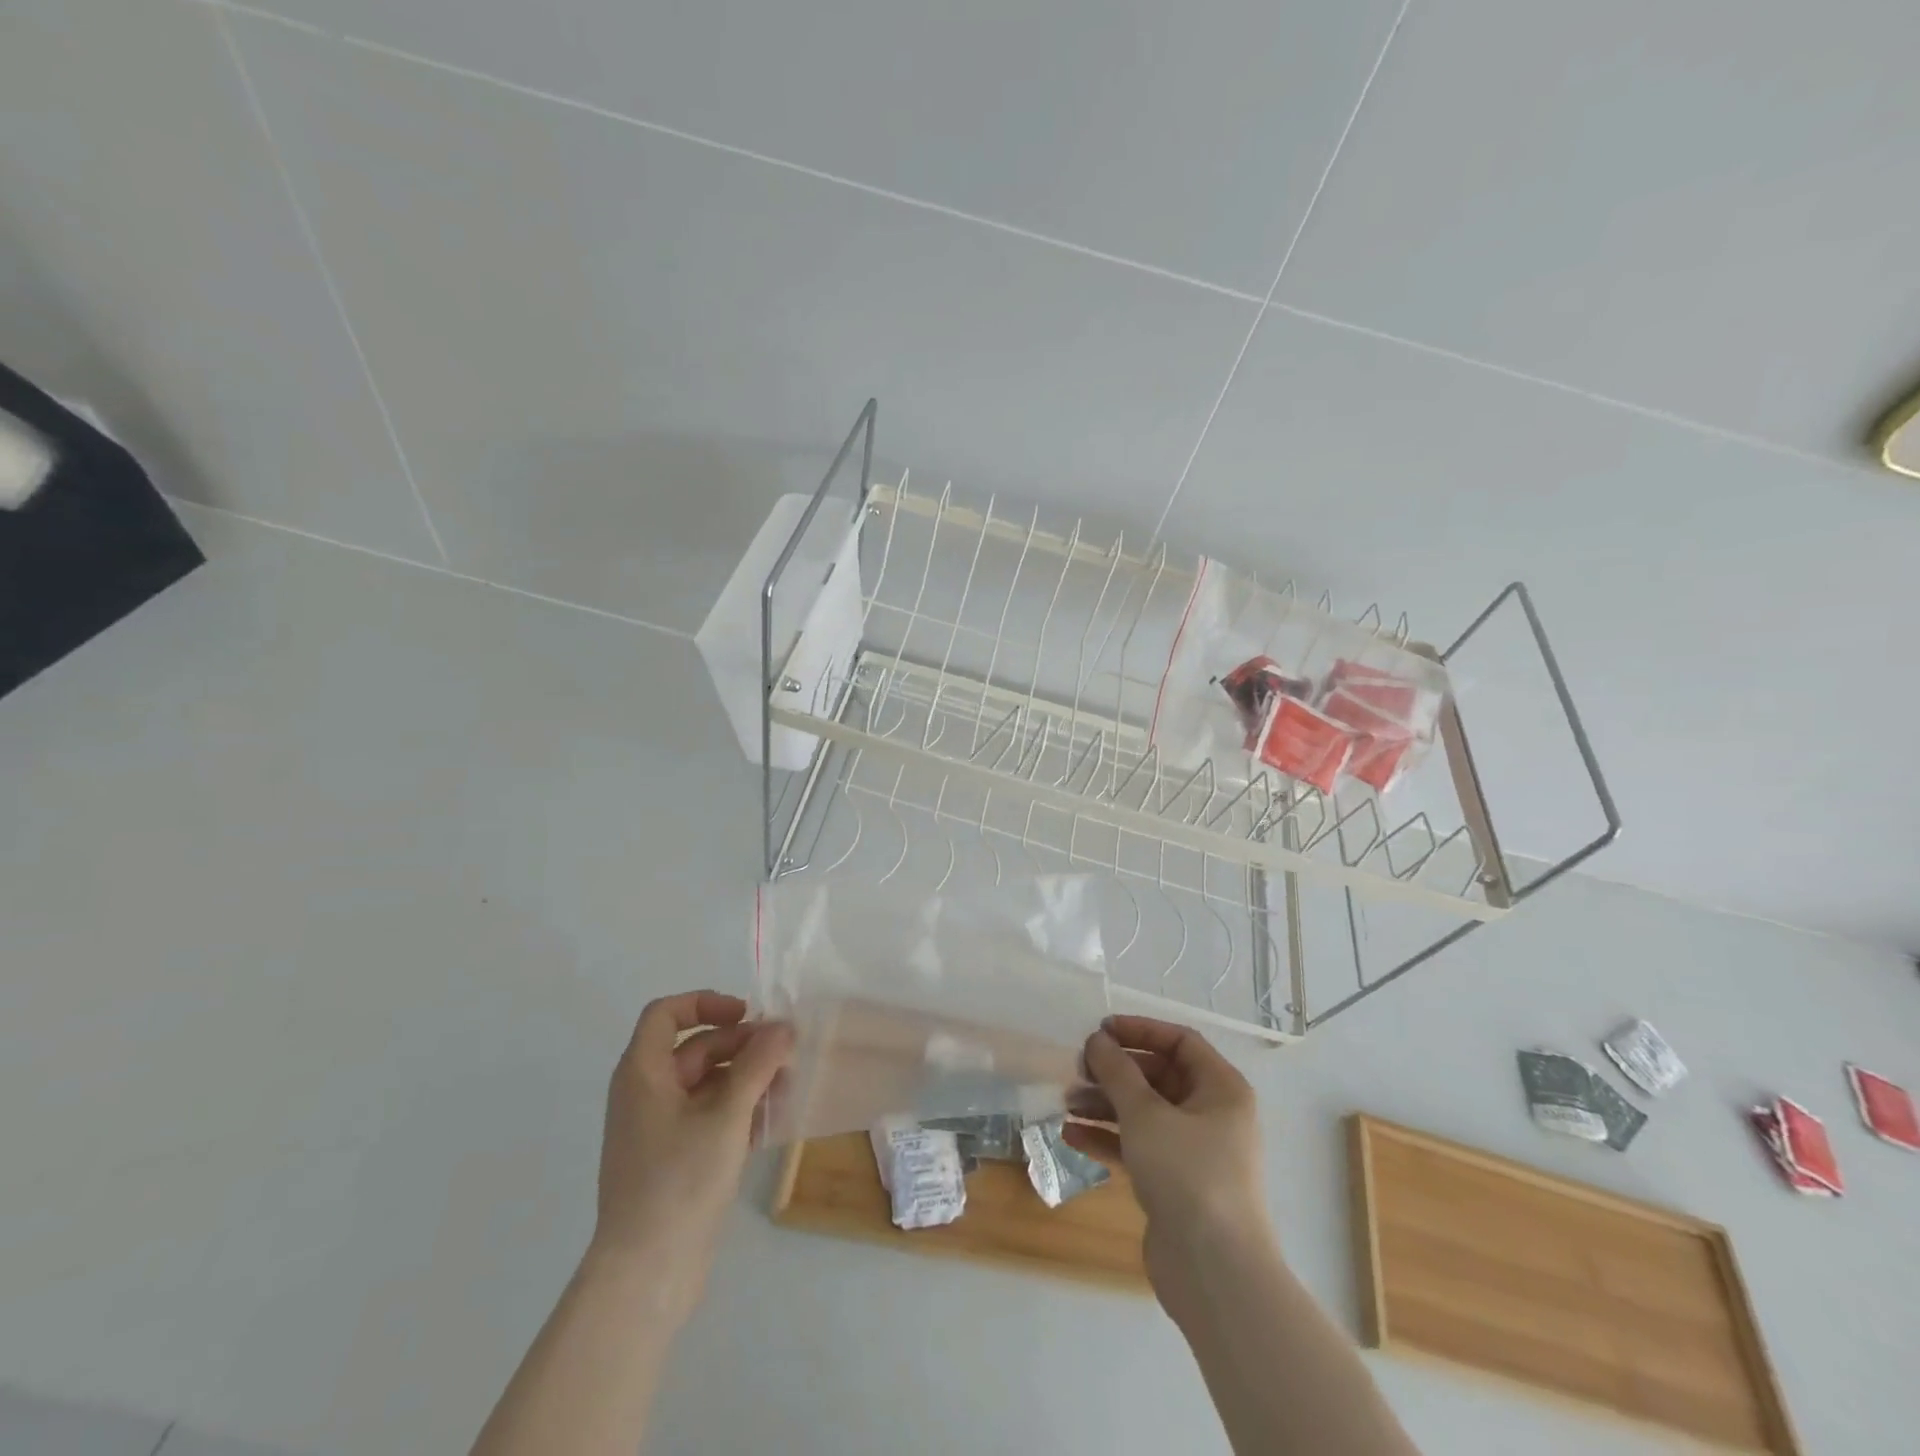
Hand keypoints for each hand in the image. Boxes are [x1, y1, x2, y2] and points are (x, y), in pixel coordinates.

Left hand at [590, 991, 791, 1308]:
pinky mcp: (675, 1158)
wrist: (645, 1275)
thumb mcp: (726, 1116)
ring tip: (789, 1087)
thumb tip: (783, 1027)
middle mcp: (646, 1093)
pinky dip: (739, 1110)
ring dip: (748, 1078)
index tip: (746, 1015)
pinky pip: (709, 1116)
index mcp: (642, 1074)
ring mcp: (659, 1129)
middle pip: (696, 1048)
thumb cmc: (679, 1181)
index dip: (705, 1004)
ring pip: (708, 1084)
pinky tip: (774, 1120)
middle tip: (786, 1053)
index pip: (666, 1014)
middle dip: (742, 1045)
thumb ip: (757, 1065)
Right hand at [1065, 1016, 1272, 1315]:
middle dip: (1116, 1072)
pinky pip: (1139, 1147)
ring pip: (1145, 1113)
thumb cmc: (1187, 1174)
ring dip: (1106, 1105)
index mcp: (1221, 1089)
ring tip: (1066, 1103)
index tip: (1100, 1030)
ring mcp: (1195, 1152)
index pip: (1179, 1041)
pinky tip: (1071, 1136)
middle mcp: (1213, 1115)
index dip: (1139, 1030)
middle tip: (1077, 1069)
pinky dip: (1109, 1139)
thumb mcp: (1145, 1114)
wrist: (1215, 1272)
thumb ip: (1117, 1071)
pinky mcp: (1176, 1184)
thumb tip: (1097, 1040)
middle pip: (1158, 1077)